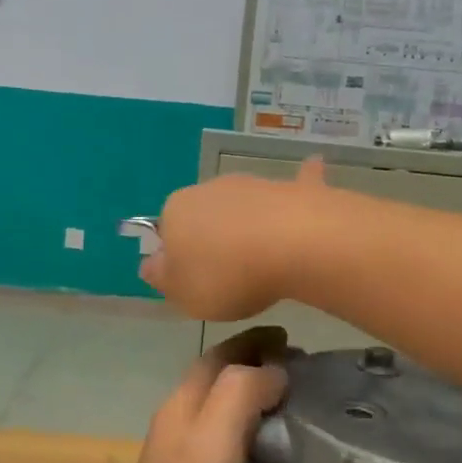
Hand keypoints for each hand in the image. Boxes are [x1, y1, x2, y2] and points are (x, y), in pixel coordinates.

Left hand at [92, 328, 289, 462]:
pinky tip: (277, 454)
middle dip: (256, 366)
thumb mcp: (215, 443)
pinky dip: (254, 436)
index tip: (292, 338)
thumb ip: (240, 394)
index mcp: (180, 407)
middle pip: (218, 381)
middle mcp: (178, 426)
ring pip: (223, 413)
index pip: (217, 356)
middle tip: (302, 370)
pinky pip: (229, 448)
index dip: (252, 342)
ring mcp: (184, 462)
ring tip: (297, 406)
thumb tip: (273, 371)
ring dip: (256, 400)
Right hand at [140, 156, 329, 320]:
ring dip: (248, 224)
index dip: (179, 259)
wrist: (295, 245)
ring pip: (243, 206)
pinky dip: (299, 182)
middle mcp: (208, 188)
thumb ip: (162, 278)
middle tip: (230, 277)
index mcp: (175, 211)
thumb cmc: (227, 275)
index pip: (166, 233)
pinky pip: (291, 188)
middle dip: (213, 240)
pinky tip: (311, 169)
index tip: (196, 283)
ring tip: (265, 259)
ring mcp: (251, 183)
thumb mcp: (183, 293)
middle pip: (204, 217)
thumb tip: (150, 264)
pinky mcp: (290, 188)